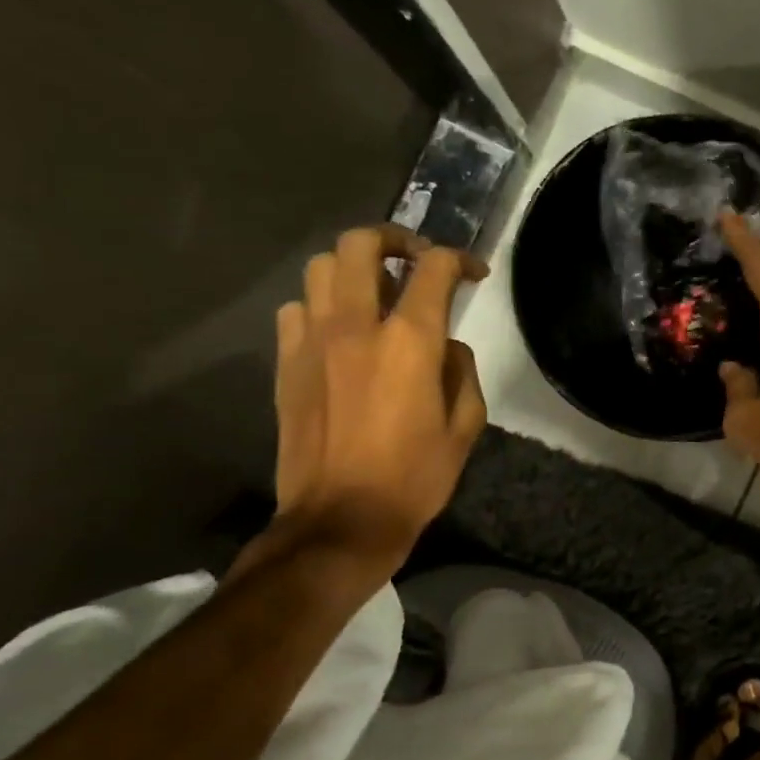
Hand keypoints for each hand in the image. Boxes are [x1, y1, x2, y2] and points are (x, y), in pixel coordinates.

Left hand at [271, 224, 488, 566]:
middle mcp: (355, 326)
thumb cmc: (415, 476)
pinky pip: (296, 309)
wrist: (340, 520)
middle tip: (414, 259)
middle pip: (360, 245)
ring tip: (374, 292)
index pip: (433, 269)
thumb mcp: (466, 426)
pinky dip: (320, 306)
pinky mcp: (285, 364)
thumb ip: (462, 371)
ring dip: (352, 268)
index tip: (473, 273)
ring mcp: (312, 342)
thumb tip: (446, 346)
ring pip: (320, 268)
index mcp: (409, 341)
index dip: (459, 259)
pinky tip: (339, 331)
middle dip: (393, 239)